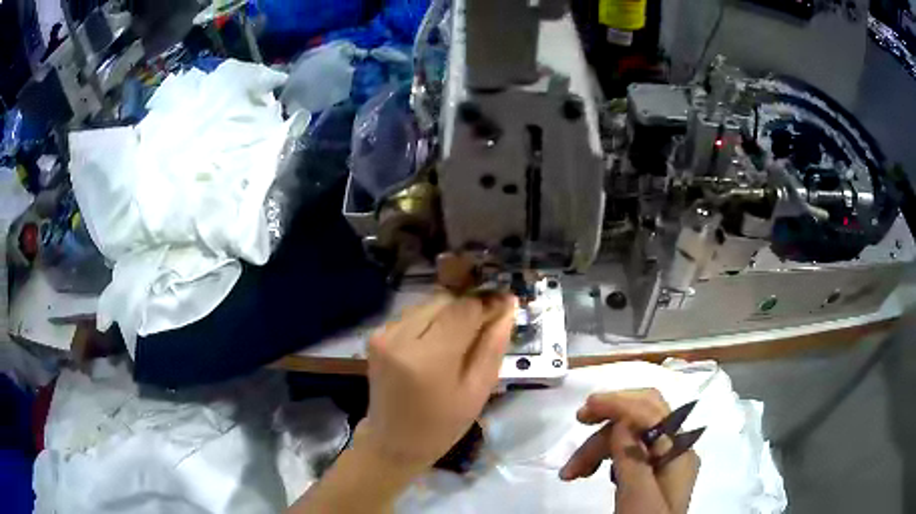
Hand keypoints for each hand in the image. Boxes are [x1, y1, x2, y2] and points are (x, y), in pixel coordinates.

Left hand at [359, 290, 516, 475]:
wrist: (392, 443)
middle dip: (469, 307)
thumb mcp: (477, 392)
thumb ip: (493, 346)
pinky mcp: (376, 335)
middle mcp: (400, 337)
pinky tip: (439, 344)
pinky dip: (431, 321)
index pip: (464, 308)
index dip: (488, 302)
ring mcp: (384, 334)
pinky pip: (413, 315)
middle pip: (445, 300)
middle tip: (487, 325)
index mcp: (428, 358)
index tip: (505, 306)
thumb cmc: (441, 426)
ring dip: (450, 313)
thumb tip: (508, 306)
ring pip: (429, 304)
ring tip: (463, 338)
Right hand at [560, 389, 699, 513]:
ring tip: (571, 473)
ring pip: (629, 435)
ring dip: (598, 446)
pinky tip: (591, 471)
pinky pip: (627, 451)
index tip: (586, 408)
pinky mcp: (650, 472)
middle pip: (641, 417)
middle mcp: (675, 448)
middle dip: (607, 420)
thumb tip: (622, 421)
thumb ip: (633, 458)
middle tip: (577, 424)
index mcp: (678, 451)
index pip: (651, 411)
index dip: (620, 403)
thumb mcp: (638, 497)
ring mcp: (663, 460)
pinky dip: (605, 456)